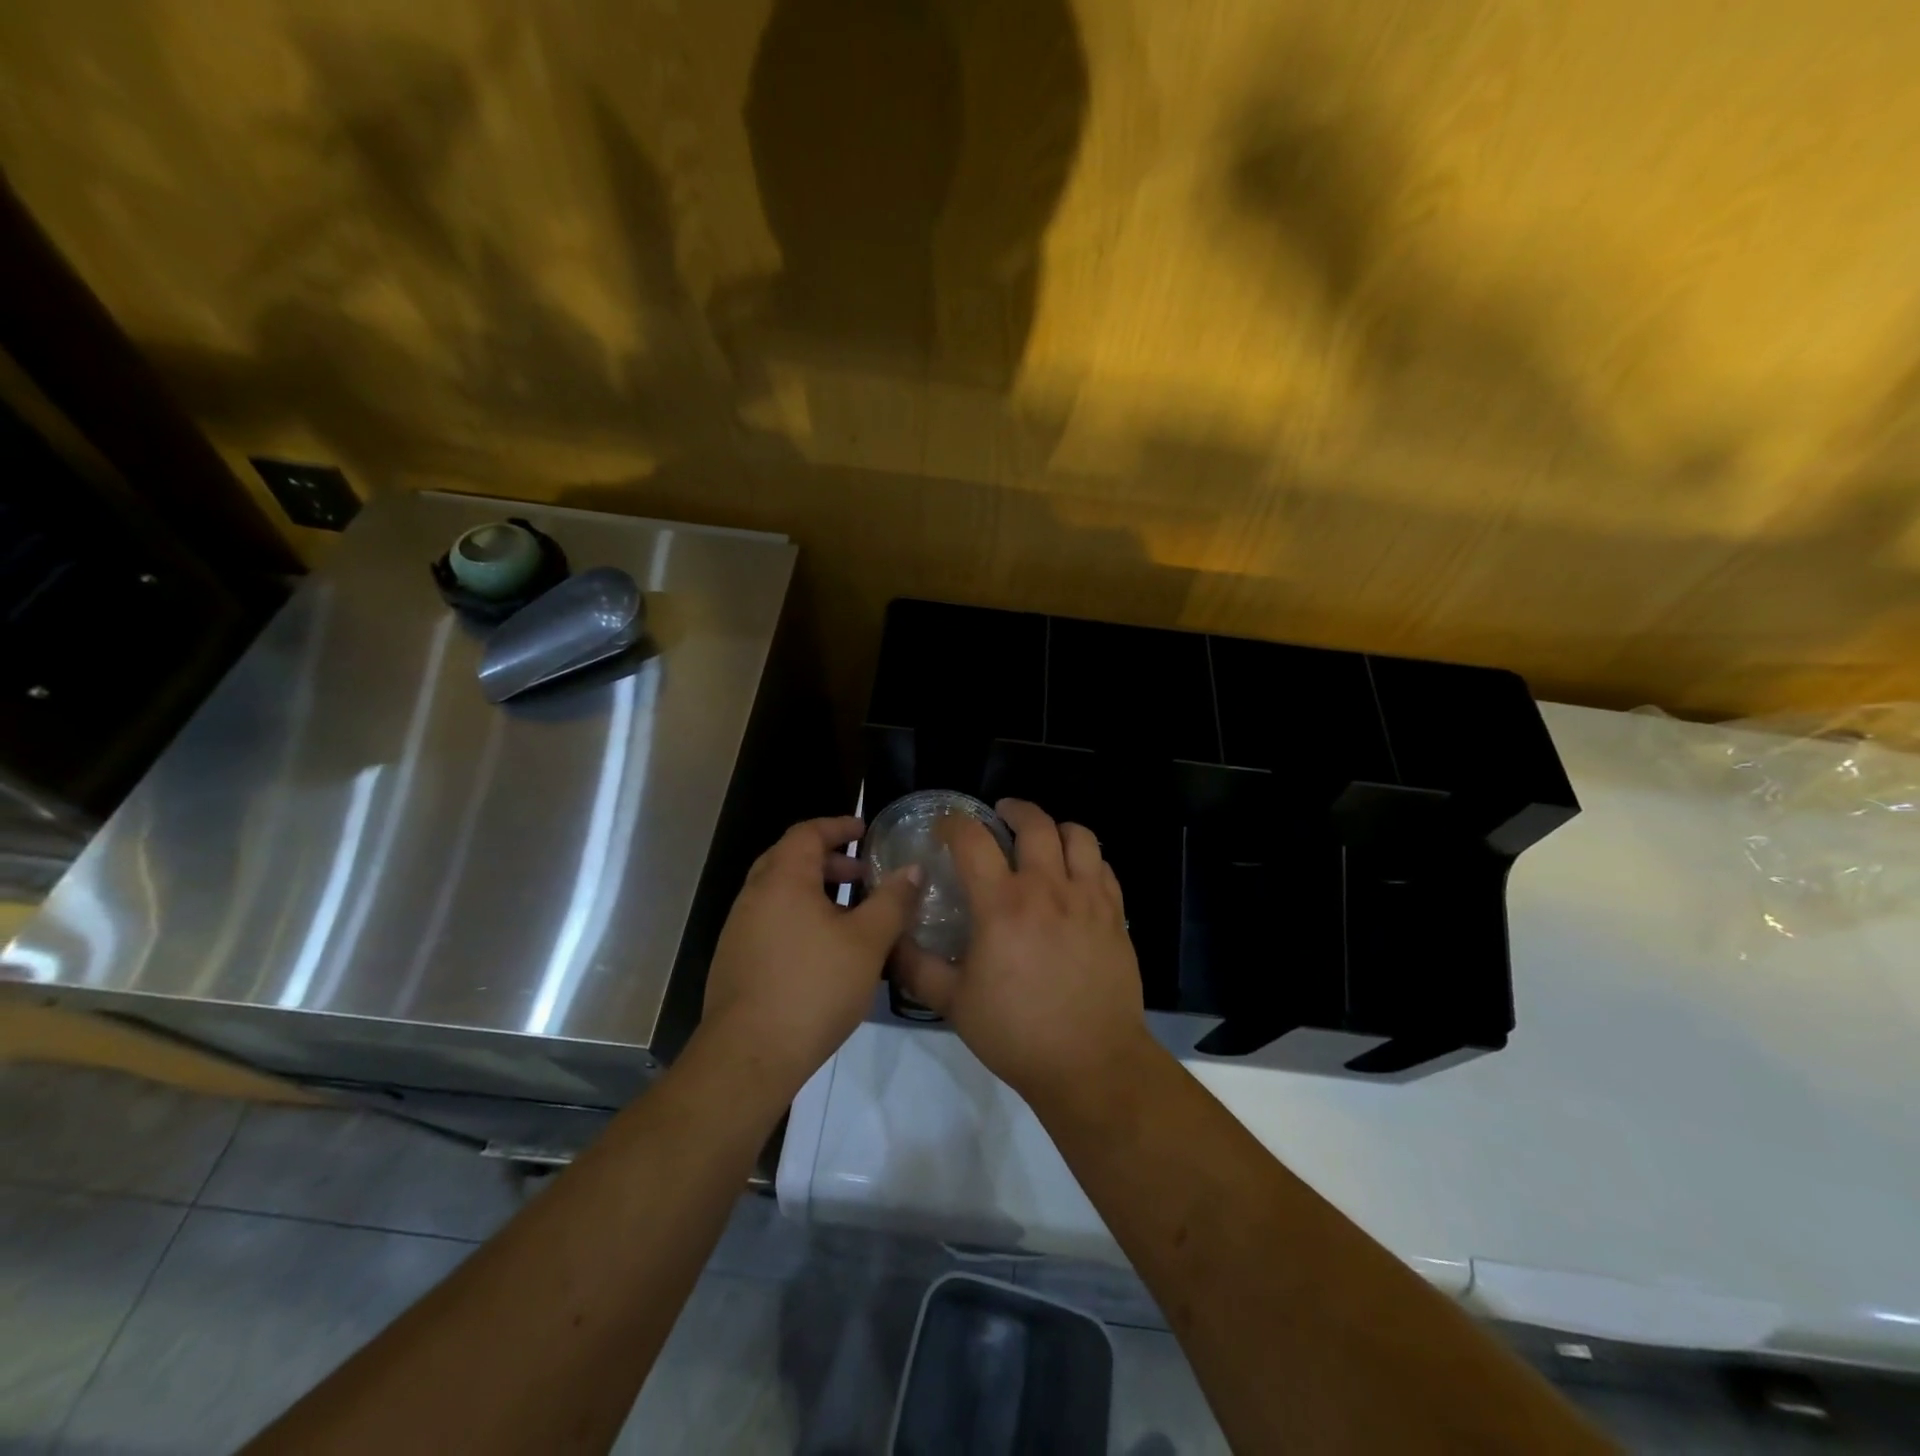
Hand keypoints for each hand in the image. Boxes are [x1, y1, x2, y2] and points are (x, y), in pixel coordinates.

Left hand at [698, 816, 920, 1105]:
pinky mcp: (736, 960)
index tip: (865, 831)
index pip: (807, 832)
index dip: (837, 826)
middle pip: (790, 859)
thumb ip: (892, 901)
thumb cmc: (814, 987)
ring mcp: (740, 929)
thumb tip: (913, 869)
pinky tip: (824, 949)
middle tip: (863, 873)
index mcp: (782, 880)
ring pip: (780, 893)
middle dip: (829, 860)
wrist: (749, 1055)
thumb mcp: (867, 942)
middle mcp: (754, 895)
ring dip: (815, 891)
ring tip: (851, 914)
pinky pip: (771, 920)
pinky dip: (799, 916)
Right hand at [895, 799, 1150, 1106]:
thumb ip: (917, 967)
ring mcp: (1087, 898)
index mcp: (1002, 905)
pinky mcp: (1115, 914)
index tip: (946, 826)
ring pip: (1078, 836)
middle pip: (1034, 823)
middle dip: (1014, 809)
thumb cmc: (1016, 1033)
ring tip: (1044, 838)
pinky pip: (1104, 867)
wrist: (1091, 1062)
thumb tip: (891, 941)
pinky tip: (1076, 874)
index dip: (955, 823)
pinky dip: (1087, 858)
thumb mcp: (954, 1004)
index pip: (973, 840)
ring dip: (1056, 828)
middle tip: (1001, 815)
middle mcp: (1047, 889)